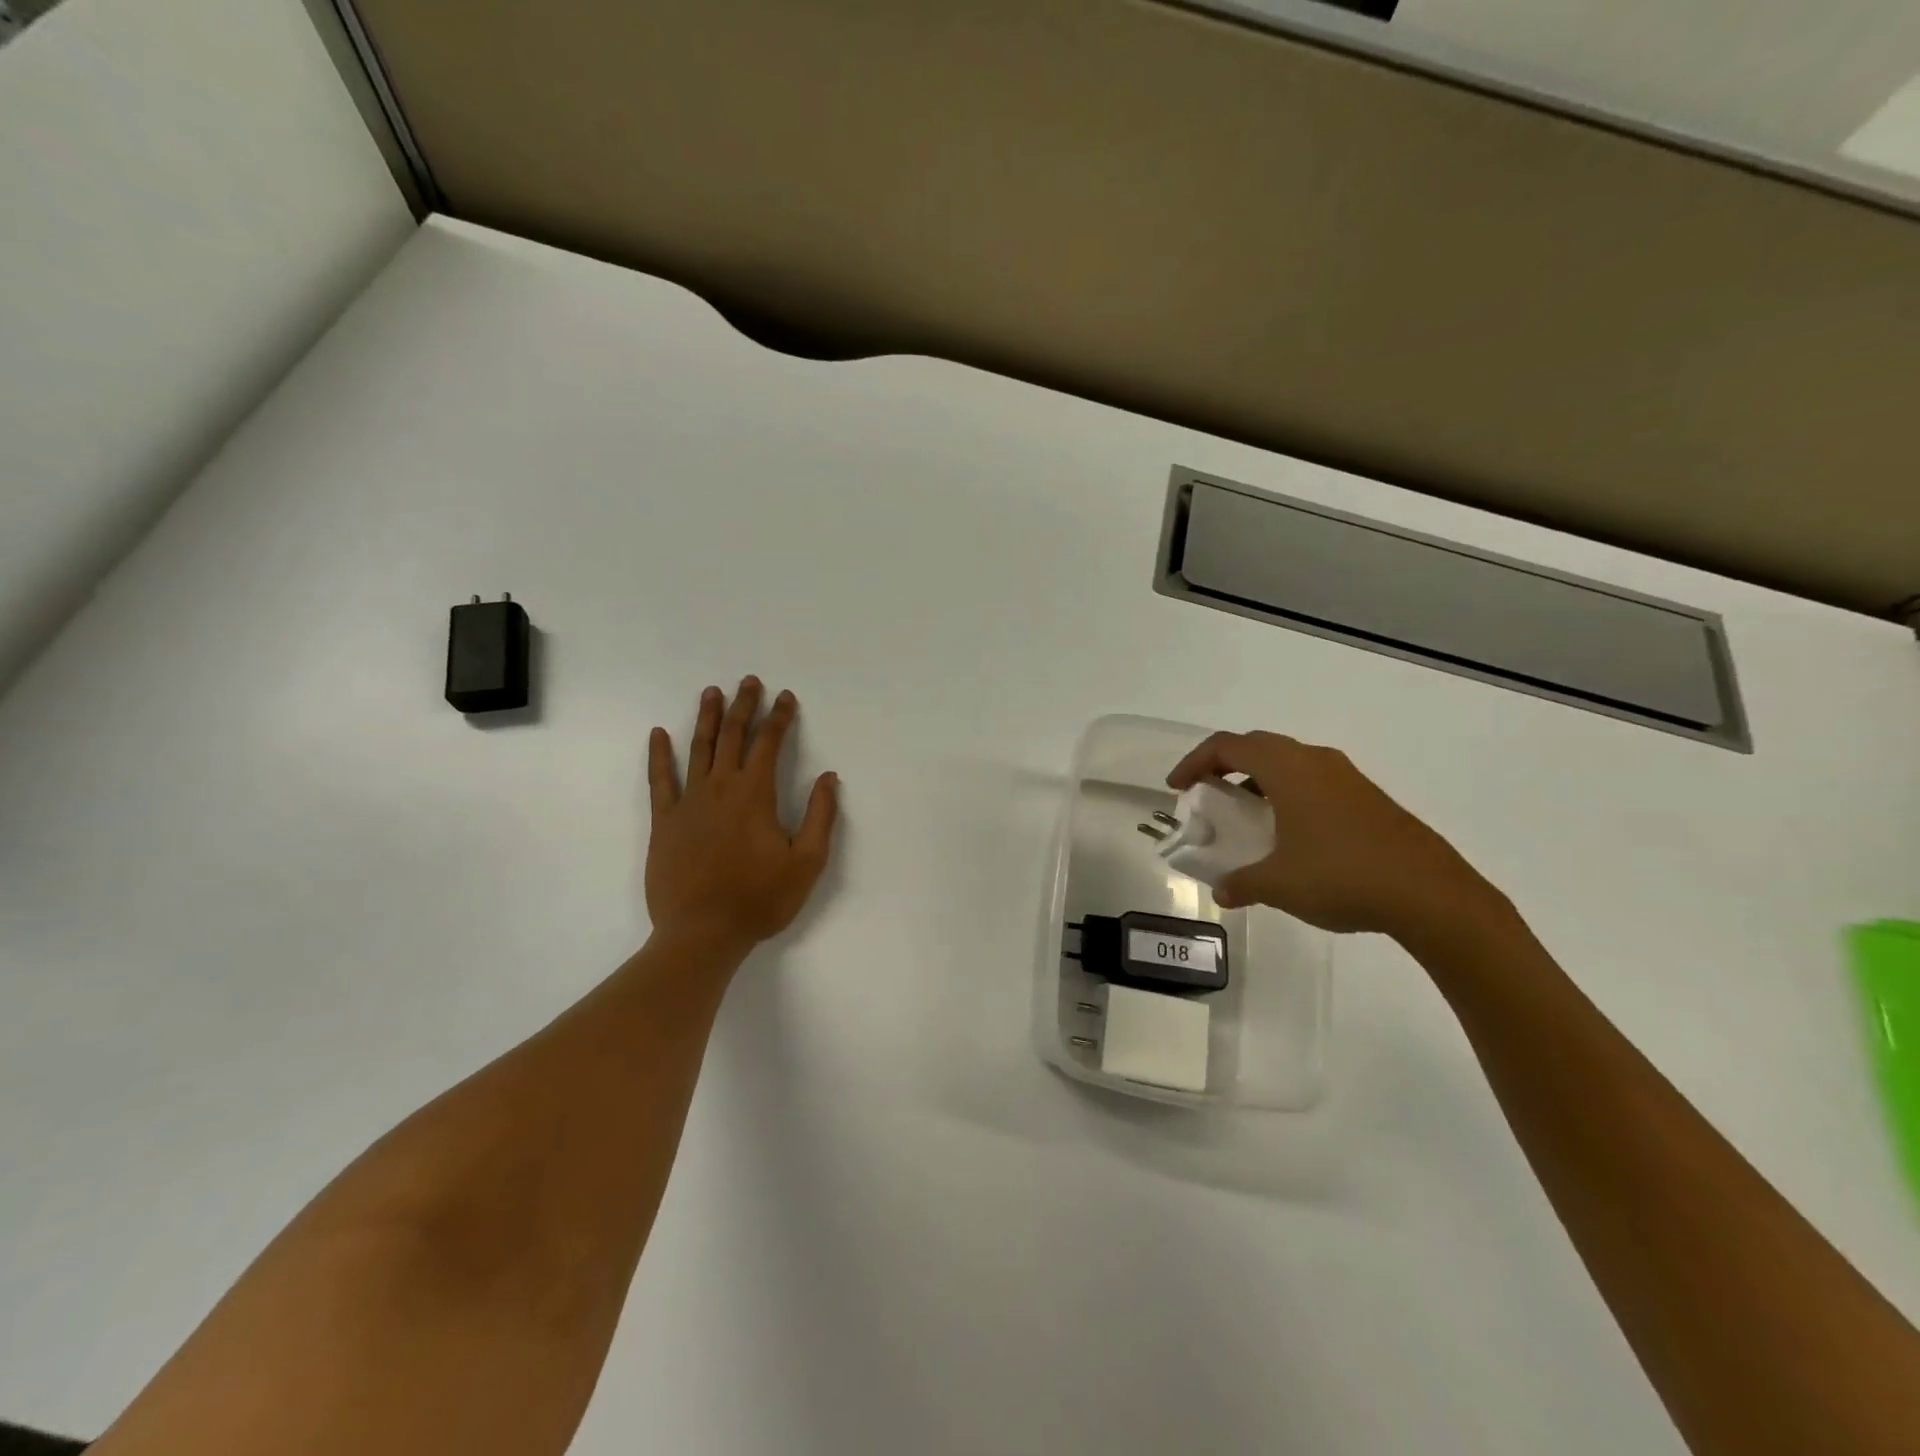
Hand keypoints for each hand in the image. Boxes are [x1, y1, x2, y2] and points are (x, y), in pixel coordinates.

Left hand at [646, 678, 837, 958]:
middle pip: (733, 736)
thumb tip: (829, 777)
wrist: (702, 933)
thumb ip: (821, 816)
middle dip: (744, 706)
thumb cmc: (760, 899)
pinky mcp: (665, 822)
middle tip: (749, 681)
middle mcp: (721, 788)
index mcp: (756, 795)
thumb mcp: (807, 862)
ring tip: (712, 692)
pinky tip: (660, 734)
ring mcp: (688, 803)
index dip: (780, 717)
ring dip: (707, 718)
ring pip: (699, 749)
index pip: (769, 744)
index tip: (786, 697)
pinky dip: (660, 755)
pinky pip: (661, 780)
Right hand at [1166, 731, 1509, 942]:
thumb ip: (1242, 884)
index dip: (1194, 762)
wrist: (1432, 895)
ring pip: (1289, 763)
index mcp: (1287, 768)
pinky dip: (1287, 795)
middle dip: (1224, 765)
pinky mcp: (1368, 798)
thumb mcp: (1278, 884)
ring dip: (1259, 781)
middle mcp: (1315, 761)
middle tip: (1206, 794)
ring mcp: (1347, 778)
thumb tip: (1223, 892)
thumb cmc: (1342, 876)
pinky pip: (1313, 782)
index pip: (1227, 746)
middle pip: (1257, 747)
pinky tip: (1289, 835)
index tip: (1177, 788)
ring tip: (1245, 815)